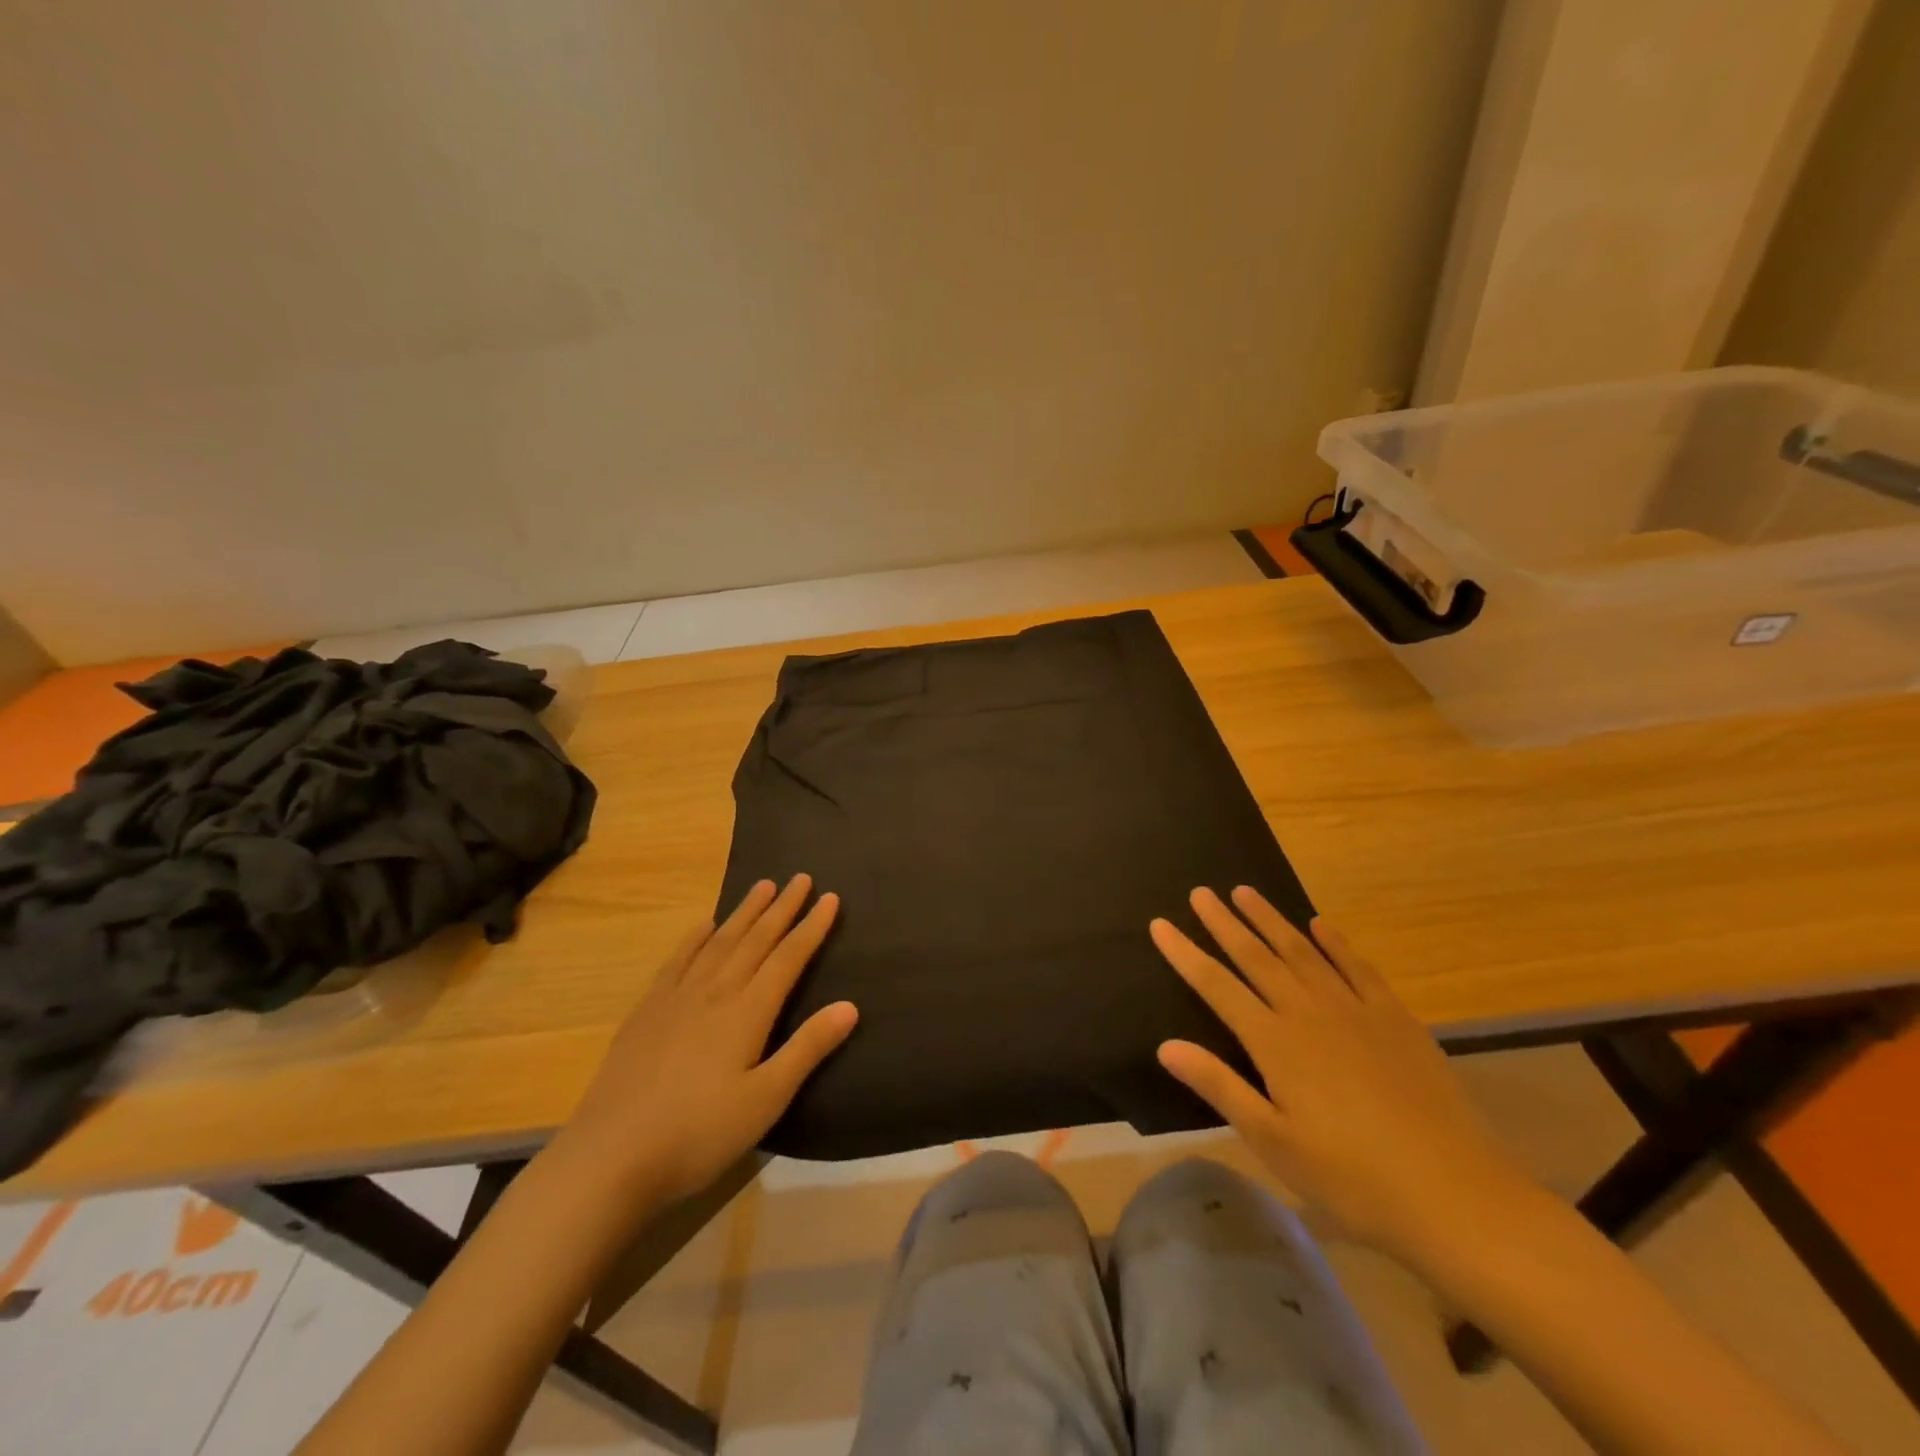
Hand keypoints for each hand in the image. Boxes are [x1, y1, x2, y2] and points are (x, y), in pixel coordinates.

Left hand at [556, 875, 857, 1204]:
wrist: (610, 1156)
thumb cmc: (699, 1134)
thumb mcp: (765, 1099)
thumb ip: (807, 1048)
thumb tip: (850, 1005)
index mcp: (748, 1011)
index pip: (788, 958)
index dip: (811, 927)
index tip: (830, 897)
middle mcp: (715, 991)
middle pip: (755, 940)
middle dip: (781, 908)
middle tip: (800, 878)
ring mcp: (676, 998)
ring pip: (719, 942)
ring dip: (744, 913)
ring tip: (762, 886)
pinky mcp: (647, 1012)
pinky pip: (678, 960)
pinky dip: (695, 938)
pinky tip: (704, 925)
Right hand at [1150, 887, 1535, 1267]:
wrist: (1456, 1195)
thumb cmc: (1352, 1177)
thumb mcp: (1274, 1142)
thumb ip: (1220, 1087)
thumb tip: (1165, 1046)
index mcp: (1275, 1043)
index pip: (1217, 986)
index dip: (1185, 954)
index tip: (1160, 924)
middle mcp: (1309, 1013)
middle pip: (1257, 957)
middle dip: (1224, 923)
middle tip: (1200, 892)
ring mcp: (1355, 1011)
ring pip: (1302, 952)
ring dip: (1271, 919)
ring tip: (1245, 892)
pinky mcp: (1395, 1019)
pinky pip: (1358, 967)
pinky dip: (1336, 942)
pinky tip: (1321, 924)